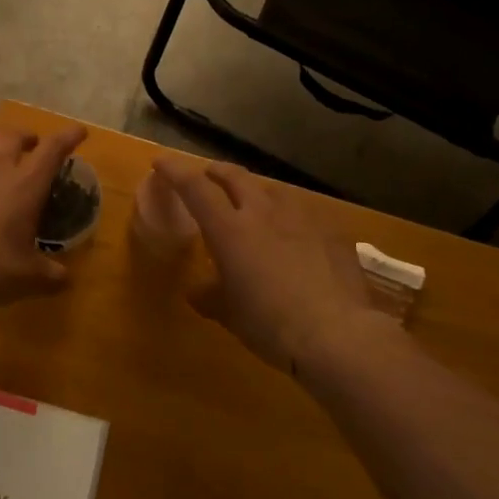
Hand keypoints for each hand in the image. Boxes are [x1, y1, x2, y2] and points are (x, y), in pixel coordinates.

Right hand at [156, 158, 390, 373]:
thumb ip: (209, 296)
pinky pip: (304, 214)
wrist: (338, 335)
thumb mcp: (230, 314)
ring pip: (272, 189)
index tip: (161, 163)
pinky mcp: (331, 232)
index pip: (195, 188)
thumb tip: (196, 291)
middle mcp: (263, 212)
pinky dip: (290, 218)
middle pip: (235, 176)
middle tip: (208, 177)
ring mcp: (301, 218)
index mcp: (229, 229)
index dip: (175, 171)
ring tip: (253, 203)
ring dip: (255, 191)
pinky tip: (296, 235)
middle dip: (216, 172)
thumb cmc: (270, 325)